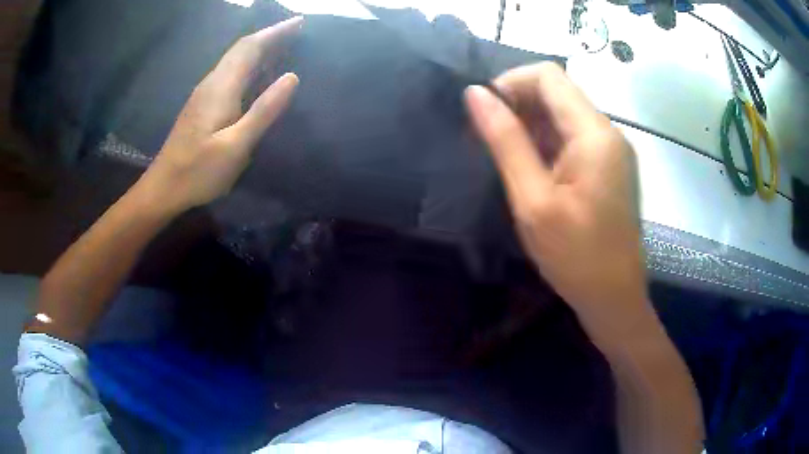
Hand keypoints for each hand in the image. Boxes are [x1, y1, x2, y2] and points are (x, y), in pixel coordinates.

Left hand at [139, 17, 302, 212]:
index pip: (250, 47)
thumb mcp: (235, 146)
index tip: (300, 22)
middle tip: (297, 32)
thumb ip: (263, 111)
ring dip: (259, 50)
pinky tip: (258, 75)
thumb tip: (292, 77)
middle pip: (241, 49)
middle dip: (269, 37)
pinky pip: (230, 74)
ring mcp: (204, 94)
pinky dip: (249, 66)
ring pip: (234, 61)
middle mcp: (212, 83)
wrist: (163, 188)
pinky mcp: (202, 106)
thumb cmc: (198, 171)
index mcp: (220, 87)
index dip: (275, 32)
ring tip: (283, 48)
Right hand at [465, 63, 649, 338]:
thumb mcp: (533, 200)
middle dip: (518, 105)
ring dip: (530, 125)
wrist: (614, 298)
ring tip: (507, 159)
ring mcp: (612, 149)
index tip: (485, 114)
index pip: (548, 75)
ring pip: (563, 114)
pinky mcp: (609, 165)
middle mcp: (608, 131)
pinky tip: (532, 170)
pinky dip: (547, 142)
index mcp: (594, 133)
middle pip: (557, 91)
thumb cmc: (575, 256)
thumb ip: (505, 141)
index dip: (510, 83)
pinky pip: (573, 137)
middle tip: (488, 140)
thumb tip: (475, 94)